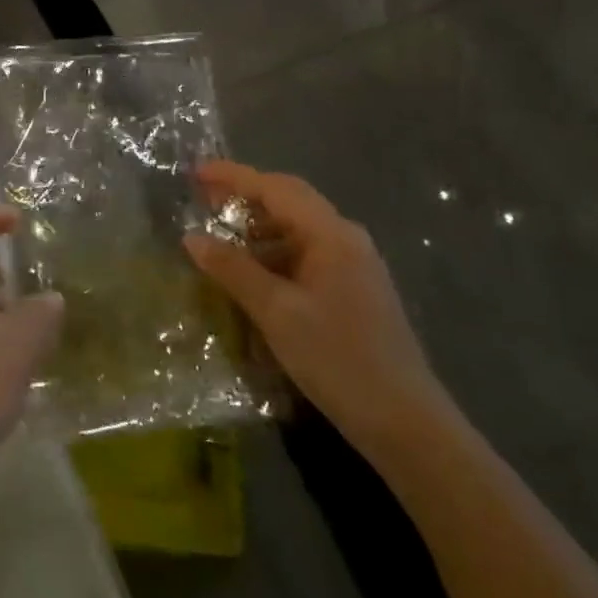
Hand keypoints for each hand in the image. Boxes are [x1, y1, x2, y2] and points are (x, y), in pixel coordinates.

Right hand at [184, 161, 451, 457]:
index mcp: (331, 235)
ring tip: (221, 238)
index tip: (195, 172)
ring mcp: (354, 266)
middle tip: (202, 199)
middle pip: (290, 201)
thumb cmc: (338, 358)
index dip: (234, 176)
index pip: (276, 188)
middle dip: (245, 196)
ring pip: (298, 229)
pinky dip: (274, 253)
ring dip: (258, 227)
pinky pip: (306, 254)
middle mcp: (347, 240)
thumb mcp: (275, 312)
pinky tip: (253, 274)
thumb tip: (191, 237)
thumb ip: (233, 269)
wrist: (406, 424)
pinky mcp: (354, 291)